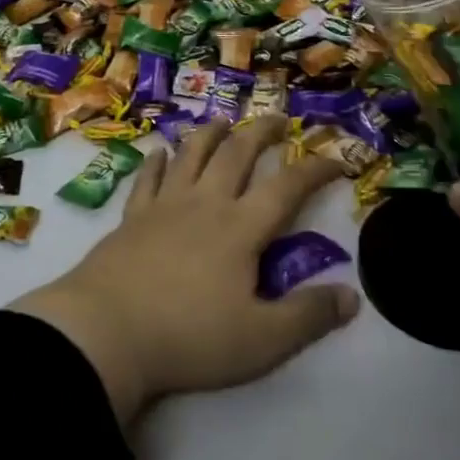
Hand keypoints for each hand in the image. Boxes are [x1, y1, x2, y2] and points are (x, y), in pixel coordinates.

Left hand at [11, 116, 359, 425]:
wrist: (108, 331)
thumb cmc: (190, 337)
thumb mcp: (262, 340)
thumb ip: (308, 317)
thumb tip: (352, 296)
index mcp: (241, 228)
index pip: (287, 188)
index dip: (315, 169)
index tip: (337, 158)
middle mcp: (205, 203)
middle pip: (237, 154)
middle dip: (261, 133)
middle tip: (277, 118)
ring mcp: (164, 205)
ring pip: (192, 155)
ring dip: (210, 134)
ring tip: (224, 121)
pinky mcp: (132, 216)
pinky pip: (147, 178)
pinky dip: (156, 161)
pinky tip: (159, 152)